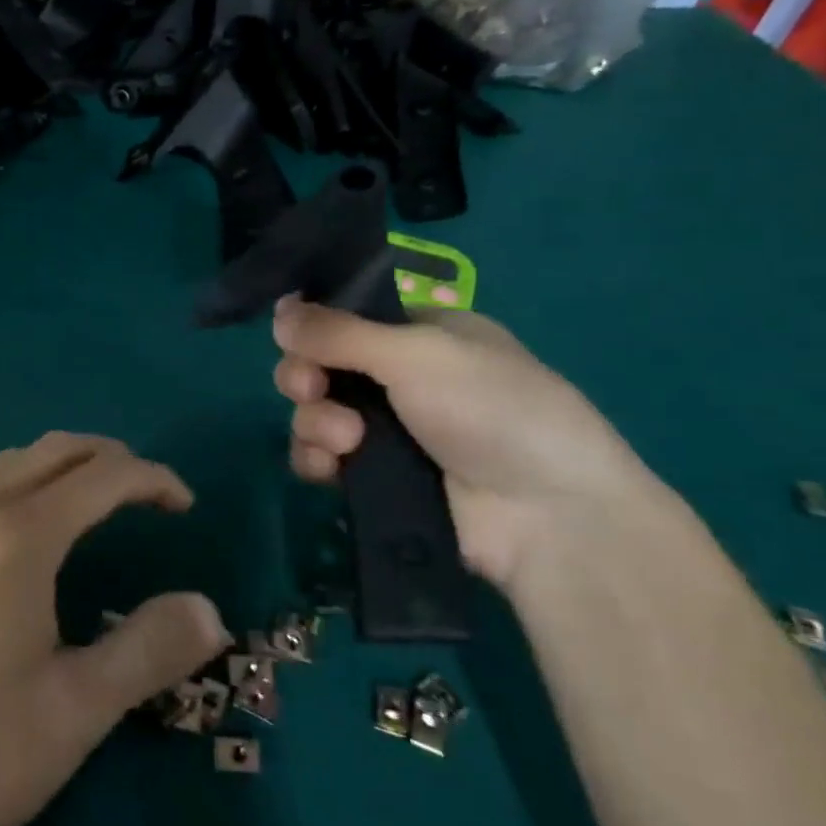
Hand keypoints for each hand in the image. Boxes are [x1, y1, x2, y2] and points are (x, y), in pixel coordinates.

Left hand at [0, 432, 228, 825]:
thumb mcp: (74, 712)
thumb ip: (148, 651)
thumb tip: (208, 610)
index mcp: (19, 537)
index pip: (104, 476)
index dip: (154, 480)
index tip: (185, 507)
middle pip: (55, 450)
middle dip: (110, 459)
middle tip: (147, 495)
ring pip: (10, 463)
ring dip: (62, 466)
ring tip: (95, 504)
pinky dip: (22, 484)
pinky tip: (26, 536)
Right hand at [272, 298, 671, 590]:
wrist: (547, 516)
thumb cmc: (492, 410)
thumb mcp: (418, 354)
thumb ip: (339, 332)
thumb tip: (278, 309)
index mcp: (422, 335)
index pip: (346, 318)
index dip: (313, 328)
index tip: (297, 339)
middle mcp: (401, 378)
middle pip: (320, 366)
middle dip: (304, 376)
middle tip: (311, 389)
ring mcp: (387, 431)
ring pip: (314, 413)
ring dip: (314, 422)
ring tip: (345, 441)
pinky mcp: (375, 479)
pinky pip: (321, 459)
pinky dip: (316, 459)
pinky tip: (330, 469)